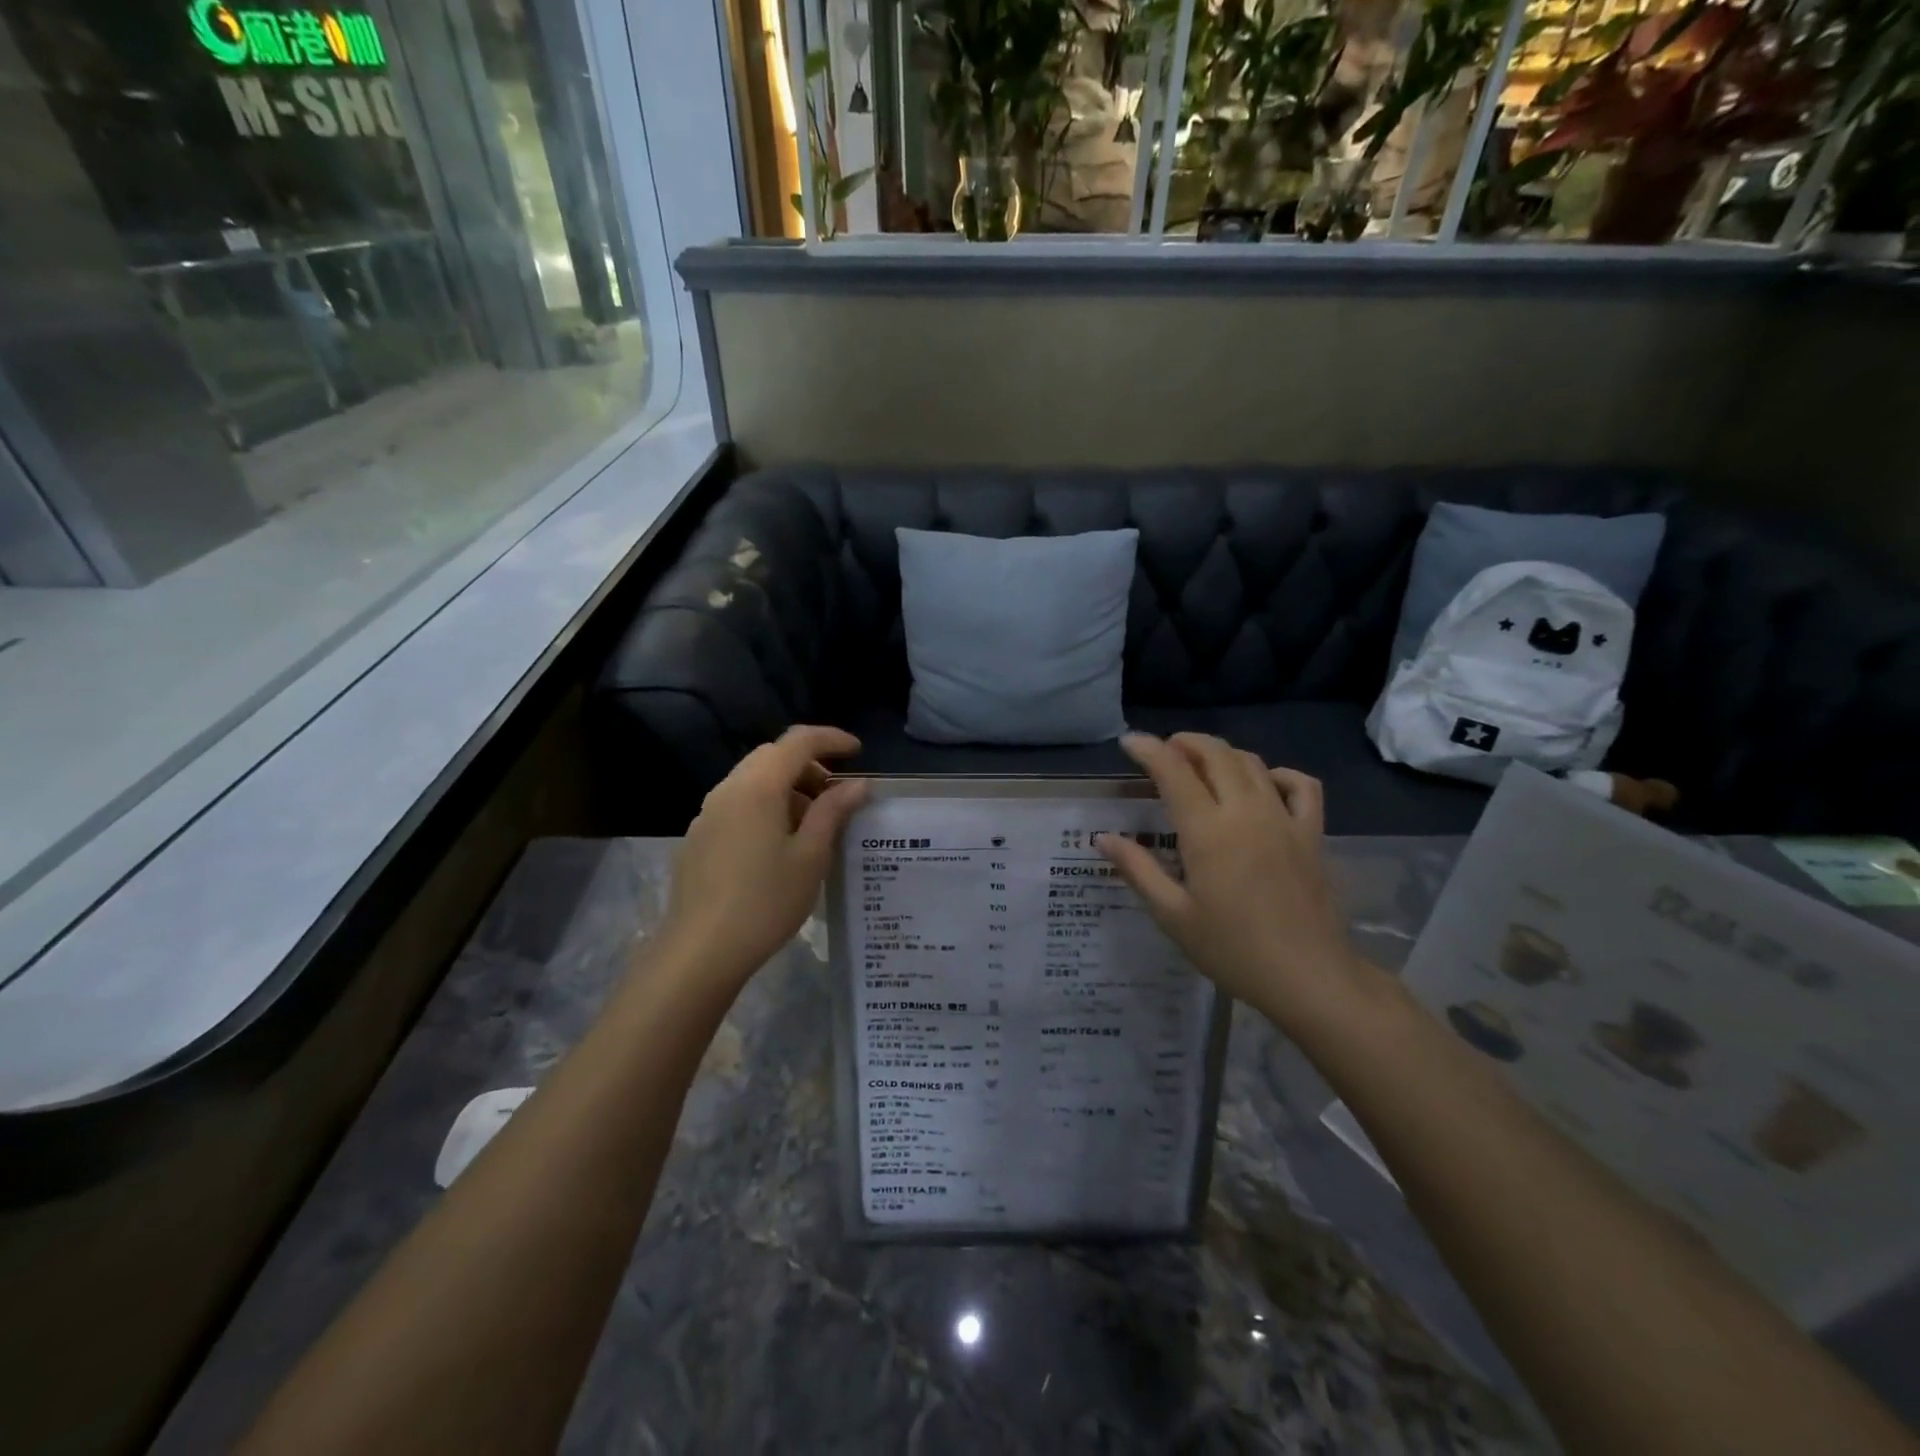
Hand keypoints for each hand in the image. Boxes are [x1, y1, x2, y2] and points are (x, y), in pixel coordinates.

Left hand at [660, 726, 866, 985]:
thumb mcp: (811, 856)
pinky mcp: (698, 837)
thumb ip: (833, 812)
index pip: (798, 741)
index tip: (858, 752)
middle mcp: (728, 789)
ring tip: (813, 825)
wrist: (700, 951)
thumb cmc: (766, 901)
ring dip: (787, 788)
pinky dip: (766, 806)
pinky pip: (738, 804)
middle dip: (809, 765)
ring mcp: (708, 813)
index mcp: (759, 787)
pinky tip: (778, 846)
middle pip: (772, 756)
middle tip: (836, 794)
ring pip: (753, 781)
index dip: (831, 739)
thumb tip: (857, 784)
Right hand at [1096, 733, 1365, 1031]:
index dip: (1148, 749)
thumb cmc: (1232, 949)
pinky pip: (1301, 785)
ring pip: (1252, 762)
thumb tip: (1104, 838)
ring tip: (1202, 764)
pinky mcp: (1312, 833)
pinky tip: (1264, 785)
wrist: (1308, 977)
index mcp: (1208, 831)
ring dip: (1222, 753)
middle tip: (1164, 751)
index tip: (1129, 742)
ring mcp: (1284, 818)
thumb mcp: (1173, 915)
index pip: (1174, 771)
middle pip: (1216, 754)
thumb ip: (1138, 870)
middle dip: (1185, 742)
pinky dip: (1278, 774)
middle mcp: (1246, 811)